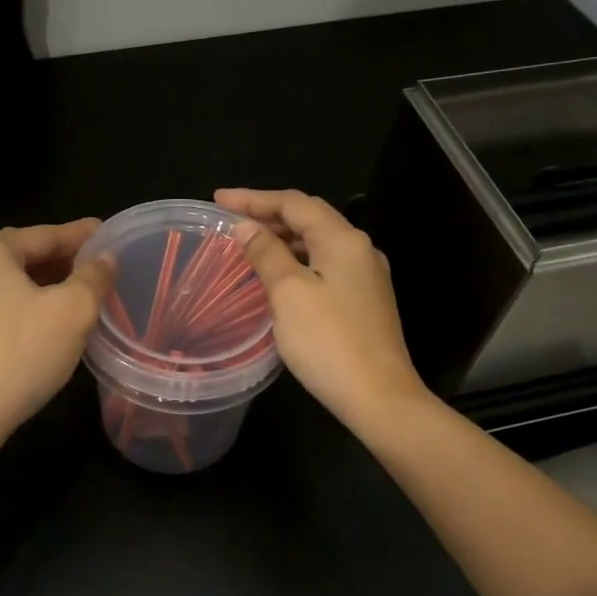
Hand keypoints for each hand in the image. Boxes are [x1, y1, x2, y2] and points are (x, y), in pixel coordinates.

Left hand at [0, 219, 115, 440]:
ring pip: (3, 280)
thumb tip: (105, 258)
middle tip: (95, 268)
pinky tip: (39, 317)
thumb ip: (94, 277)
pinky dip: (16, 303)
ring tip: (73, 293)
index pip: (44, 236)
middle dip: (59, 262)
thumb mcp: (73, 311)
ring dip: (39, 284)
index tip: (107, 233)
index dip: (80, 236)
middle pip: (21, 255)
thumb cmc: (21, 354)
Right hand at [215, 188, 430, 436]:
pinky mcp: (363, 300)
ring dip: (282, 238)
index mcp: (343, 240)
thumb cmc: (328, 342)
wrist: (379, 397)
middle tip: (230, 218)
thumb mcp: (289, 293)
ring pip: (317, 242)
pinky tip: (277, 273)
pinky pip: (324, 265)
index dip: (254, 198)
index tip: (218, 200)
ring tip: (247, 243)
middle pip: (309, 218)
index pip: (294, 203)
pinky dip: (296, 260)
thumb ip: (266, 254)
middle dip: (268, 214)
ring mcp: (365, 276)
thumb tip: (246, 227)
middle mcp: (360, 249)